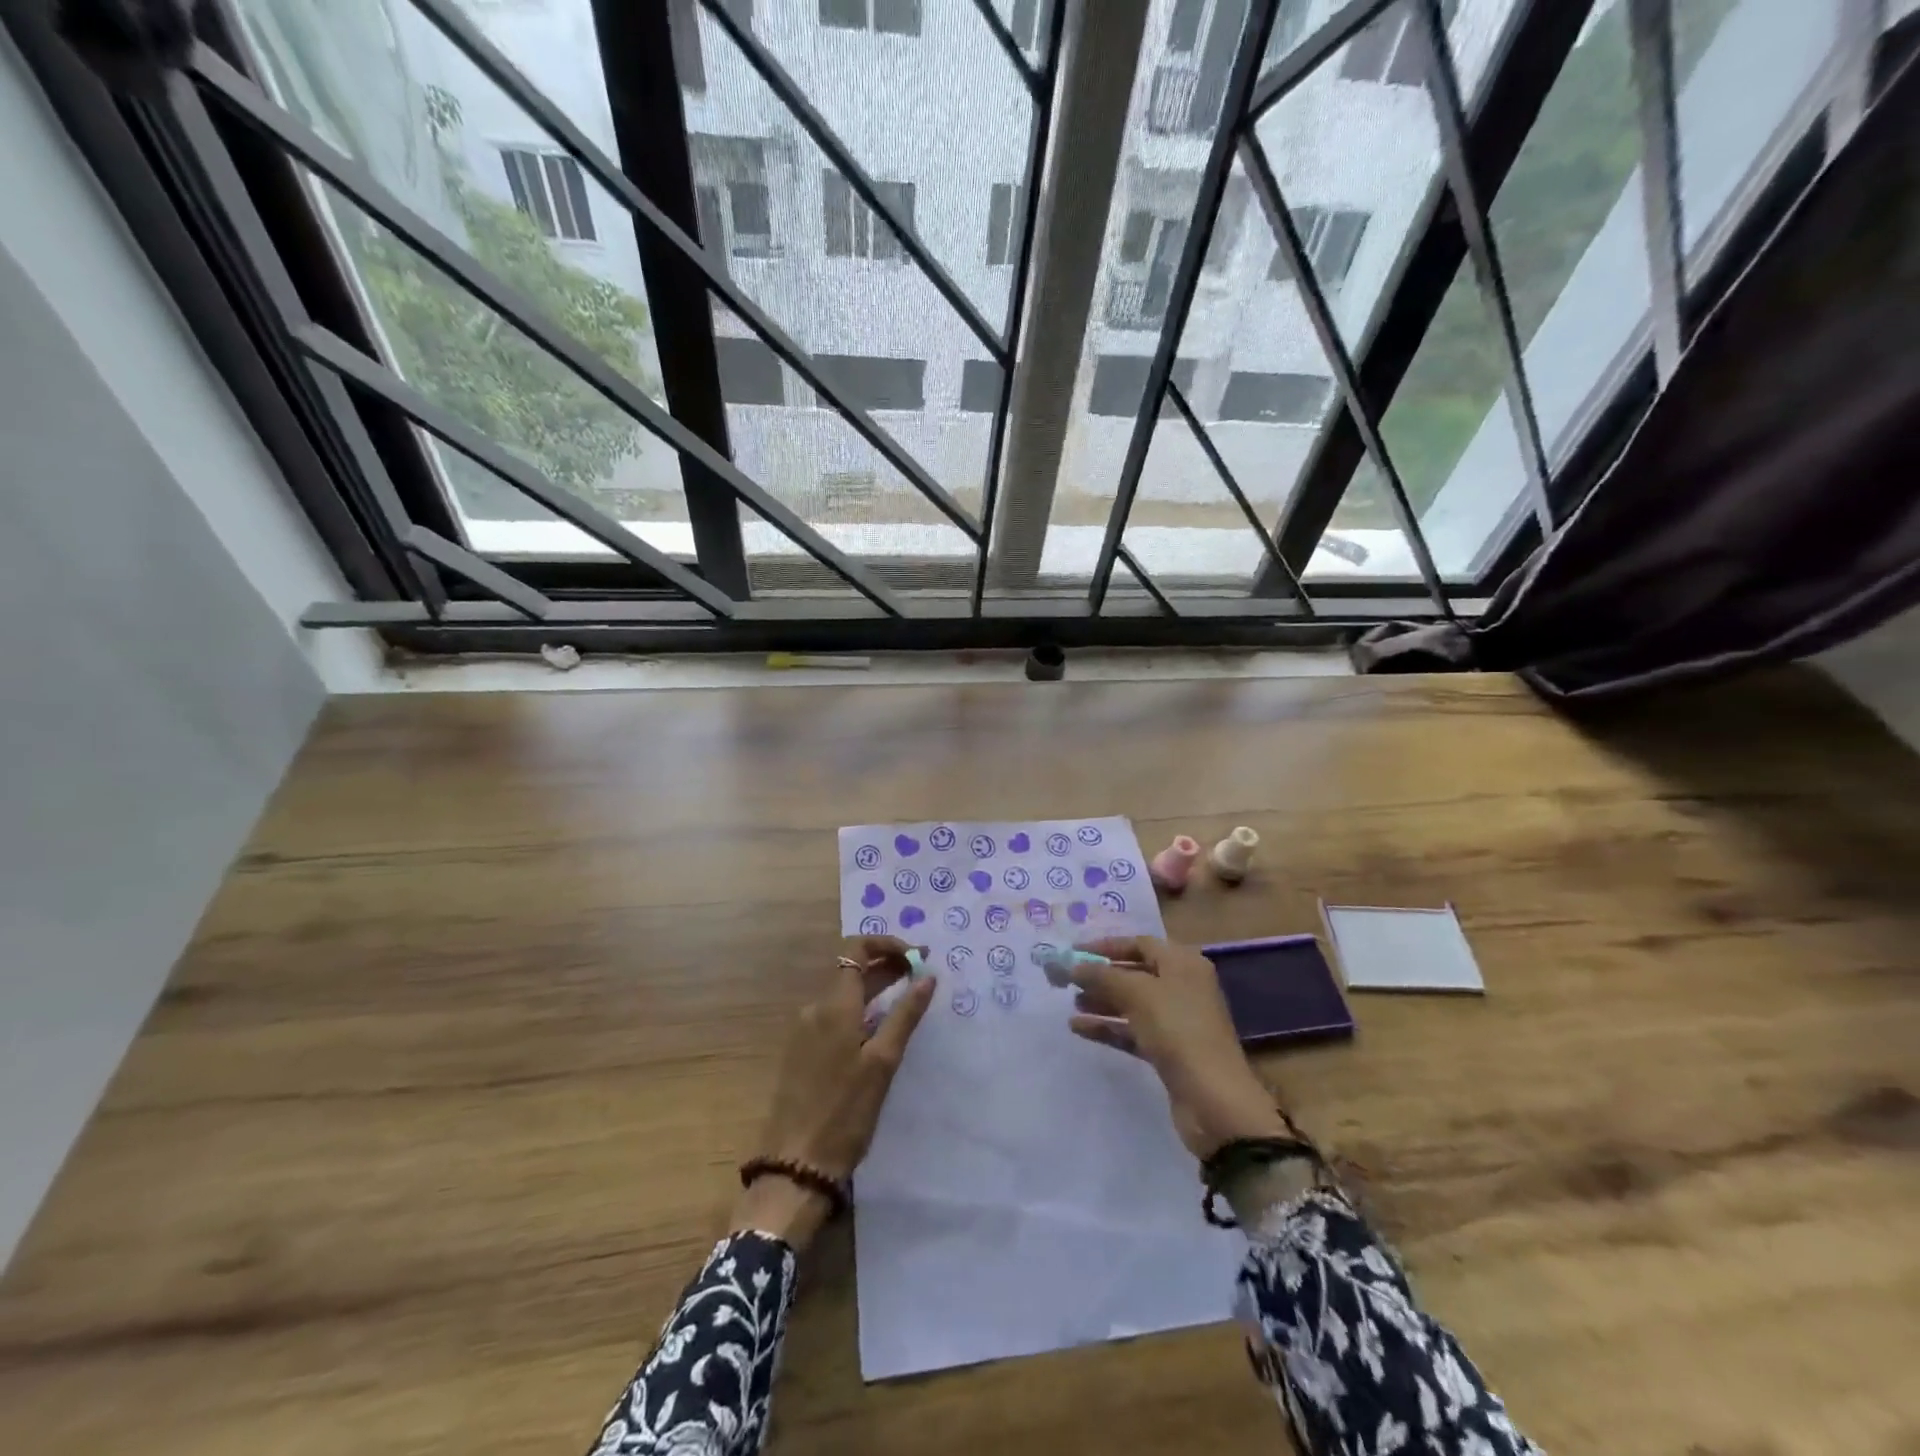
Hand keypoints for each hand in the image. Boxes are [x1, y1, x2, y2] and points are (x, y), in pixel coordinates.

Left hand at [732, 937, 934, 1247]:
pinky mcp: (803, 1051)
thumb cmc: (845, 1113)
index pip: (856, 949)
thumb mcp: (883, 1063)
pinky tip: (881, 1027)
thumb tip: (927, 976)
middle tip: (922, 973)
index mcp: (834, 1006)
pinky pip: (835, 1015)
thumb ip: (905, 1015)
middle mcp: (815, 1009)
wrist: (795, 1165)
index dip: (887, 944)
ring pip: (844, 993)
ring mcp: (805, 1030)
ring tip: (908, 997)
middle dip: (887, 964)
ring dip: (876, 987)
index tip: (917, 956)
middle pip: (852, 970)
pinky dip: (861, 1009)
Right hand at [1069, 936, 1287, 1160]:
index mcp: (1182, 963)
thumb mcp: (1137, 993)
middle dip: (1100, 975)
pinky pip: (1133, 1030)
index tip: (1073, 952)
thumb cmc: (1178, 1030)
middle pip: (1134, 973)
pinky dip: (1108, 1027)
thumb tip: (1072, 965)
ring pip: (1132, 1003)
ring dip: (1101, 1002)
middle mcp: (1181, 987)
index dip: (1105, 946)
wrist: (1214, 1100)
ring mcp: (1176, 1020)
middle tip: (1066, 980)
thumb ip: (1102, 975)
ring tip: (1071, 1005)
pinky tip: (1079, 1029)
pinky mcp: (1169, 1051)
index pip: (1139, 943)